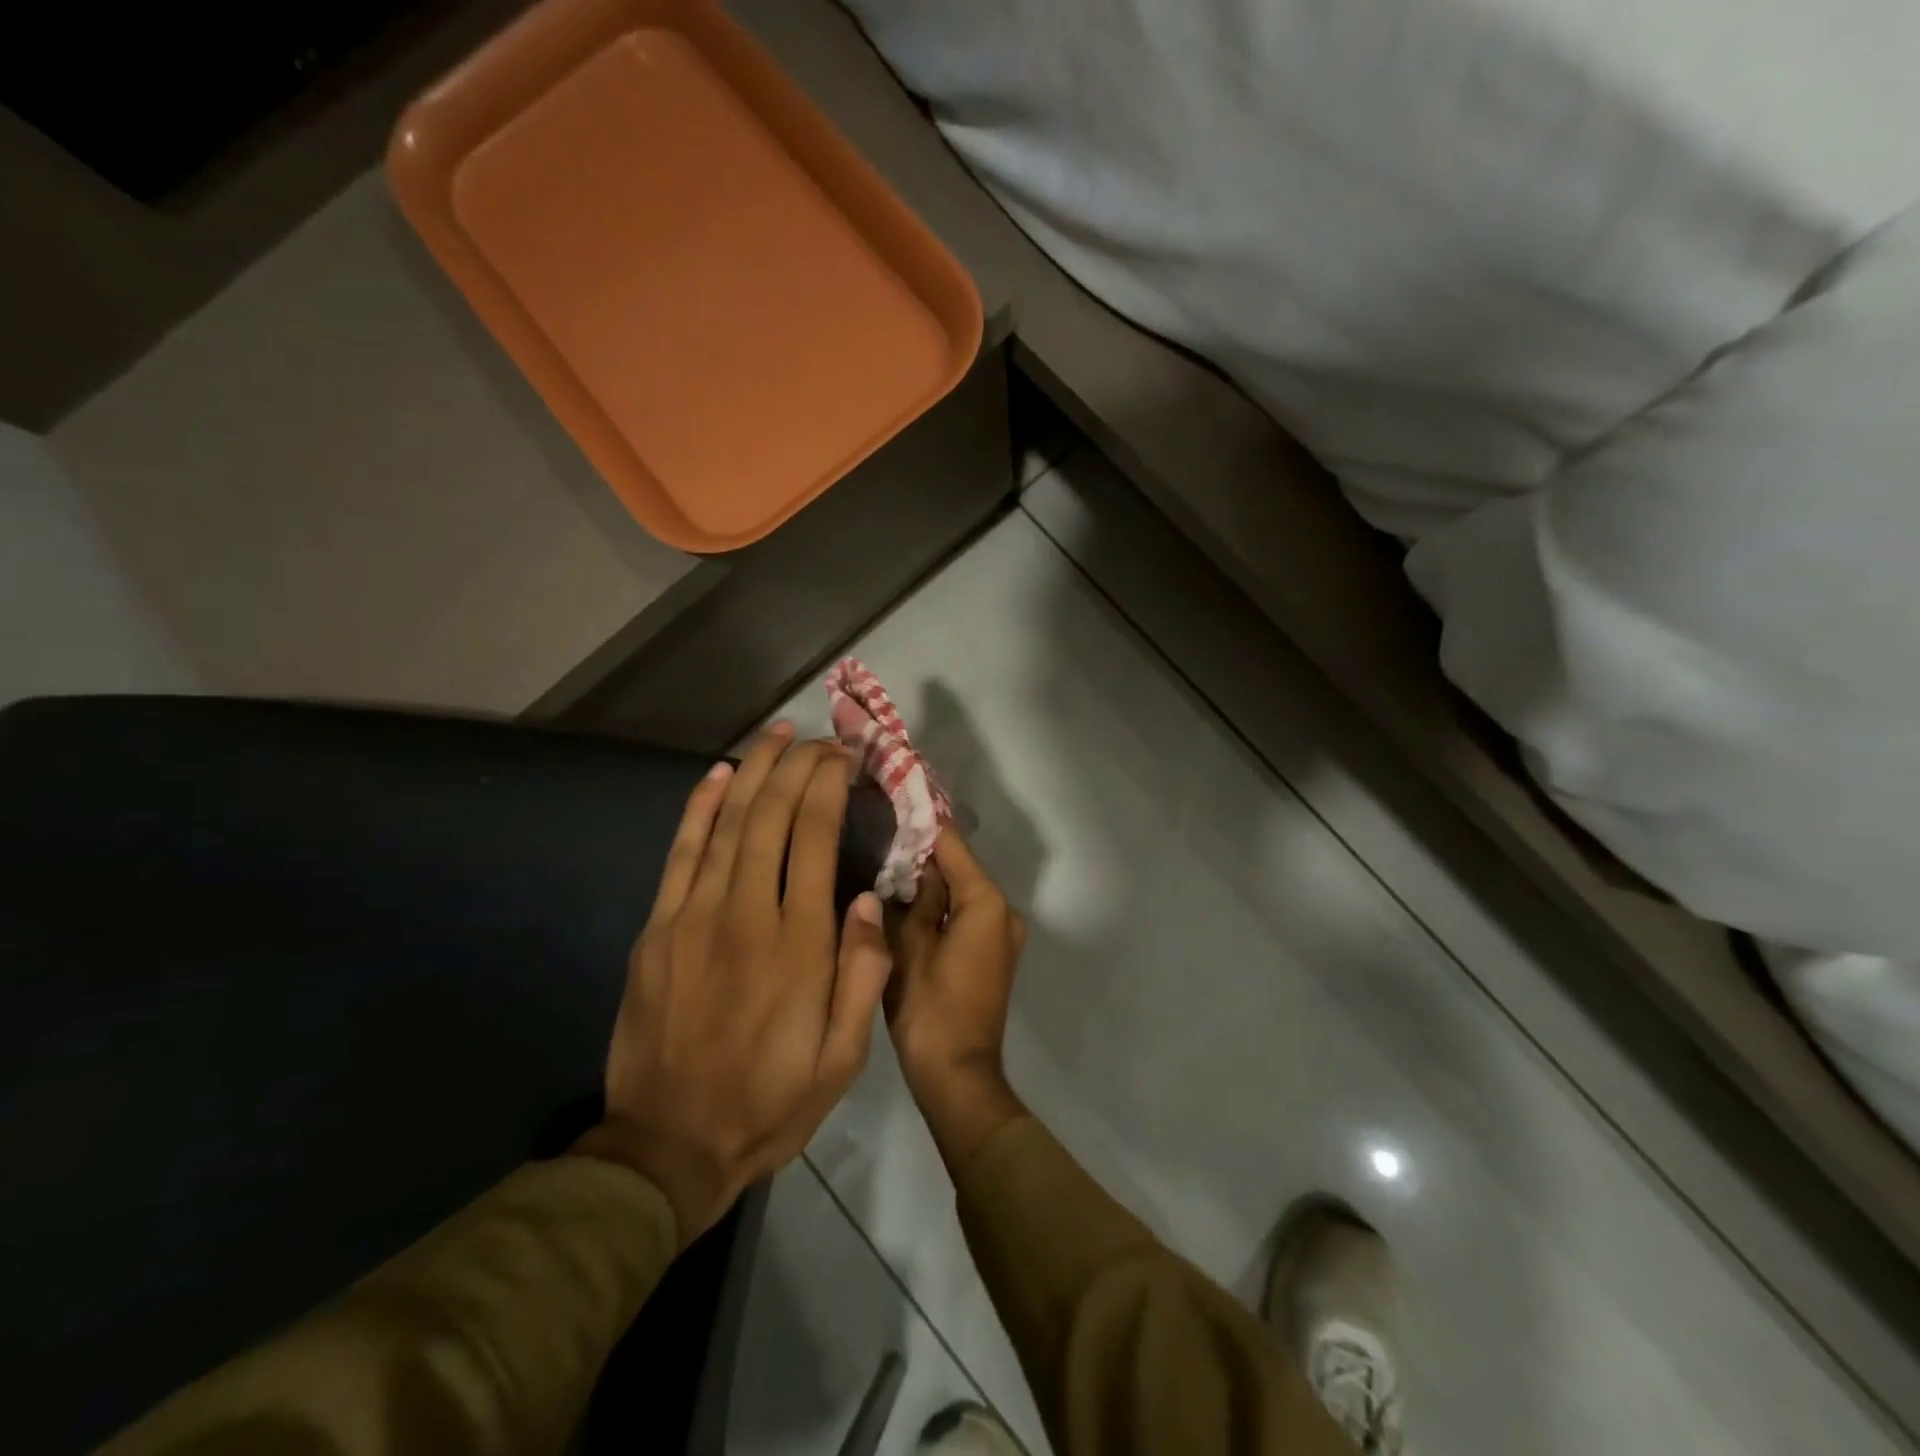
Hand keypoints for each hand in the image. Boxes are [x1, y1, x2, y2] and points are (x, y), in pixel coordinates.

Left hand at [576, 724, 891, 1244]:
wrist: (667, 1147)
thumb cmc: (769, 1103)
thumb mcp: (842, 1060)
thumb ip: (862, 975)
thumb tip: (867, 899)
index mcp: (799, 944)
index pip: (816, 838)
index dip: (829, 787)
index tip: (844, 758)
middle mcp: (747, 914)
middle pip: (773, 817)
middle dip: (798, 766)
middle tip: (819, 738)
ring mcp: (694, 917)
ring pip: (728, 823)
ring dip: (754, 771)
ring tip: (776, 735)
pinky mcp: (658, 929)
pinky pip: (681, 853)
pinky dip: (699, 808)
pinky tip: (717, 775)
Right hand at [885, 830, 1029, 1170]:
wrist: (957, 1076)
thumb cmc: (930, 1010)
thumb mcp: (908, 947)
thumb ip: (911, 899)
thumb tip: (910, 864)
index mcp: (986, 902)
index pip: (951, 845)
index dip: (920, 823)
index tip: (890, 800)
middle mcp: (1002, 911)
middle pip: (958, 867)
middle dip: (921, 854)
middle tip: (877, 835)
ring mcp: (1001, 933)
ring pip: (959, 891)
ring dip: (928, 881)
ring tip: (882, 862)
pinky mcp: (991, 953)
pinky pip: (963, 914)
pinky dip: (938, 906)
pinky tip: (902, 901)